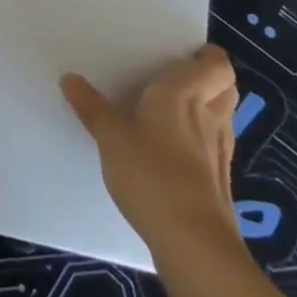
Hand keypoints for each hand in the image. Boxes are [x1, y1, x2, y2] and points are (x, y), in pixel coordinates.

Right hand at [61, 45, 243, 268]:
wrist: (193, 244)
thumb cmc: (151, 175)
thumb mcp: (111, 137)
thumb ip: (92, 107)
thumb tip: (70, 79)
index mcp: (183, 93)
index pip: (217, 65)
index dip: (209, 56)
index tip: (186, 53)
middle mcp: (208, 116)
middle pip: (227, 87)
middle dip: (211, 78)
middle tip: (180, 76)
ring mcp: (219, 151)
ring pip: (225, 116)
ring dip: (210, 107)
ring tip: (177, 109)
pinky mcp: (220, 181)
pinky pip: (217, 145)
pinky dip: (205, 138)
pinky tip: (178, 150)